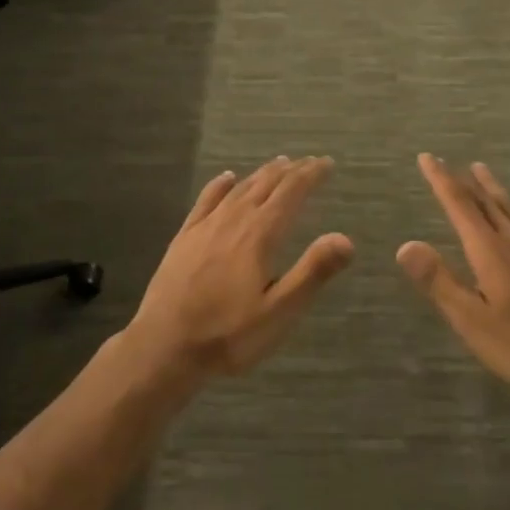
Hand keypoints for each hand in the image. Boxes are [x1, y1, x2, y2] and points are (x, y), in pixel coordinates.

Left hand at [131, 156, 353, 378]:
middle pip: (266, 184)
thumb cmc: (227, 335)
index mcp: (259, 236)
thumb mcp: (279, 313)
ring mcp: (205, 227)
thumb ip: (312, 273)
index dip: (311, 175)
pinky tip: (227, 178)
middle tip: (309, 162)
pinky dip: (221, 185)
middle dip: (291, 170)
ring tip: (278, 164)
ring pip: (239, 189)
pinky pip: (206, 200)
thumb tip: (346, 239)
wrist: (163, 347)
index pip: (291, 193)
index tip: (327, 163)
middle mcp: (233, 221)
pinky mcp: (184, 238)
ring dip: (262, 173)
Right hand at [398, 154, 509, 397]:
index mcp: (491, 251)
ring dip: (492, 187)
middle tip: (447, 161)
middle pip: (487, 200)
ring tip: (481, 170)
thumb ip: (439, 281)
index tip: (426, 157)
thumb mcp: (472, 320)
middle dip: (464, 180)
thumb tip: (405, 245)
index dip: (441, 180)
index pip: (460, 205)